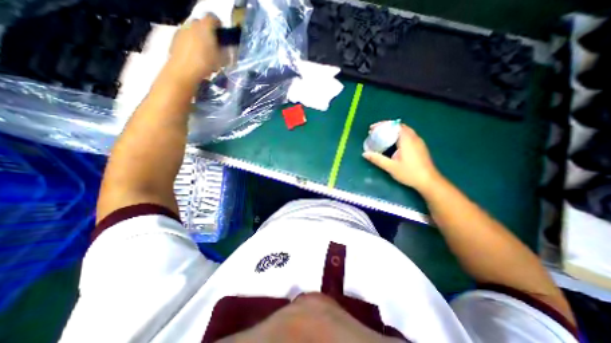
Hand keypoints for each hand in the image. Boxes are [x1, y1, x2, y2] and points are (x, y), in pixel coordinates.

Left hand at [164, 14, 223, 84]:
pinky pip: (186, 39)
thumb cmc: (205, 63)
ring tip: (204, 55)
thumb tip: (226, 49)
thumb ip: (225, 51)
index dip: (219, 25)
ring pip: (193, 32)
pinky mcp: (174, 39)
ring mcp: (181, 31)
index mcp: (205, 26)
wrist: (184, 71)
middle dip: (208, 33)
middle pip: (202, 25)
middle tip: (214, 47)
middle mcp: (192, 24)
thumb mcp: (221, 60)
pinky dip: (191, 45)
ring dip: (199, 40)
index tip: (222, 36)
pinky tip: (195, 58)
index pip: (213, 18)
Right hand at [359, 122, 441, 192]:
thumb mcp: (391, 167)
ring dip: (392, 130)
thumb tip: (365, 154)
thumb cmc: (409, 173)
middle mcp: (413, 137)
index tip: (372, 128)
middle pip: (399, 126)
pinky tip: (393, 142)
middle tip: (374, 132)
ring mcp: (418, 141)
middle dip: (386, 127)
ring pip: (404, 130)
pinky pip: (407, 135)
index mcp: (406, 140)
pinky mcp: (420, 146)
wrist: (428, 181)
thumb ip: (377, 159)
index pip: (394, 125)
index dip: (382, 125)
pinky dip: (398, 134)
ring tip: (381, 135)